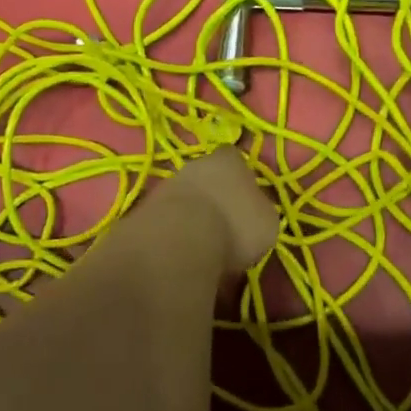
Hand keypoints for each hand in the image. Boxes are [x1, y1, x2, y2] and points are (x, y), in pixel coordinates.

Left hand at [160, 146, 279, 275]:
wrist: (178, 242)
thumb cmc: (235, 226)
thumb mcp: (266, 222)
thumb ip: (260, 211)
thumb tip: (254, 213)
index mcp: (229, 161)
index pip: (236, 159)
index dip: (241, 177)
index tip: (245, 199)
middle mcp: (195, 165)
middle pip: (205, 176)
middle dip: (213, 195)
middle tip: (224, 223)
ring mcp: (166, 186)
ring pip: (183, 196)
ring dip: (190, 214)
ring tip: (201, 242)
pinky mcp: (144, 210)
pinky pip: (166, 218)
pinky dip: (173, 231)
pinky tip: (181, 251)